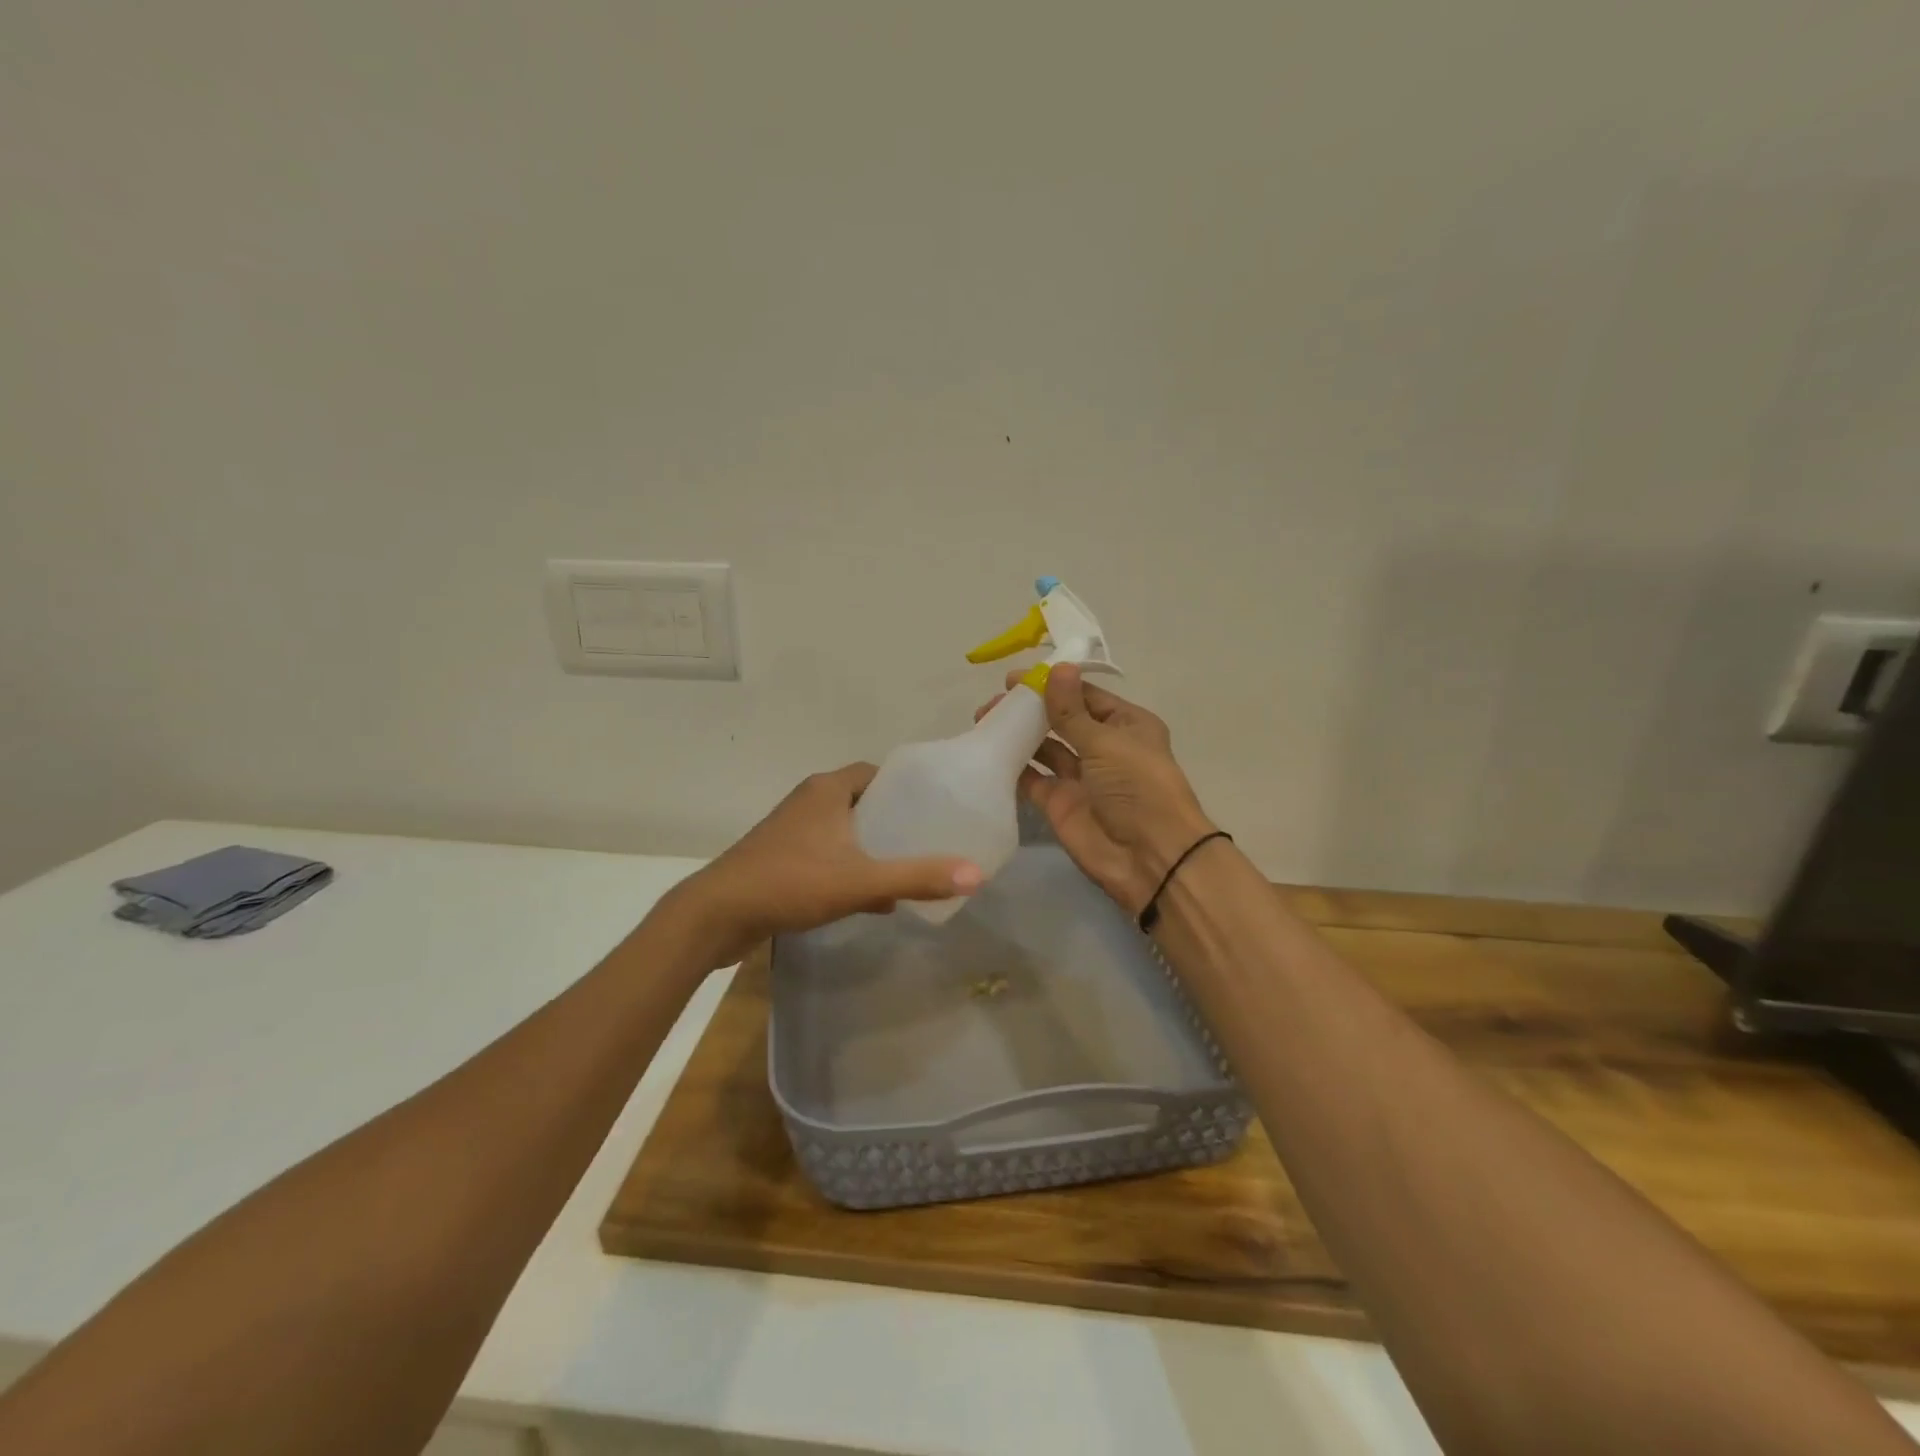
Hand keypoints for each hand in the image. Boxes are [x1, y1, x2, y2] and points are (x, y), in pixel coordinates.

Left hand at [659, 763, 983, 969]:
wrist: (717, 915)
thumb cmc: (791, 882)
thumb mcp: (861, 880)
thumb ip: (917, 877)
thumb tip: (976, 875)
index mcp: (827, 789)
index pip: (877, 773)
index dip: (907, 788)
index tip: (935, 808)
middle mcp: (809, 801)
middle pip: (863, 802)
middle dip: (894, 821)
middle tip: (928, 841)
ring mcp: (791, 831)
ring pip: (845, 831)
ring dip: (872, 848)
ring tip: (907, 868)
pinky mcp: (781, 859)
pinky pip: (828, 855)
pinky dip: (850, 868)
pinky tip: (872, 899)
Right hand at [975, 664, 1215, 915]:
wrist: (1148, 857)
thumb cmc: (1137, 788)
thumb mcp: (1106, 742)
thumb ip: (1072, 710)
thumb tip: (1056, 667)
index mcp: (1126, 725)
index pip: (1084, 696)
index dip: (1052, 684)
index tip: (1015, 678)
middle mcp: (1103, 747)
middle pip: (1061, 719)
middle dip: (1030, 709)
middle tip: (994, 702)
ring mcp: (1079, 776)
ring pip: (1044, 747)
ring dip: (1018, 733)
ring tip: (984, 720)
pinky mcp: (1059, 803)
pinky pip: (1032, 778)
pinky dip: (1014, 766)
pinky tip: (989, 750)